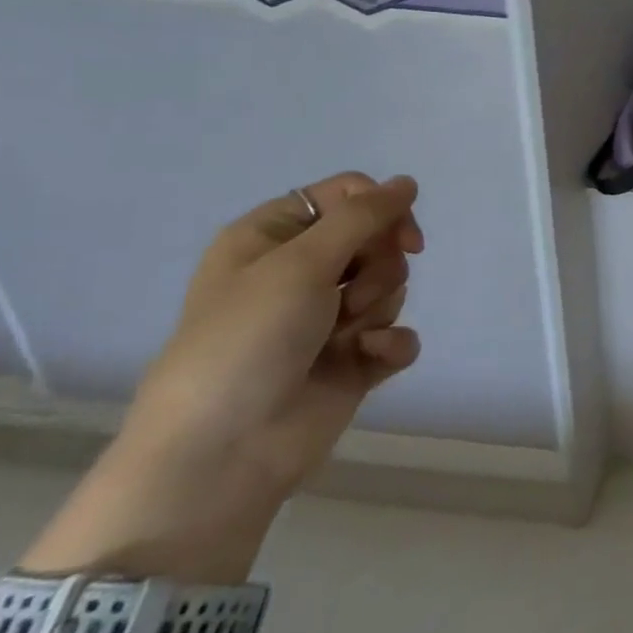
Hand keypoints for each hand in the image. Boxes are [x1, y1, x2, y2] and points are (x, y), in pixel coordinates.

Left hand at [127, 172, 424, 495]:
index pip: (348, 196)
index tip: (401, 237)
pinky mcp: (352, 359)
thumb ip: (362, 216)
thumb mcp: (301, 263)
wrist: (224, 450)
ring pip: (392, 286)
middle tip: (351, 295)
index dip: (382, 210)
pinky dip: (390, 344)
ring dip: (378, 308)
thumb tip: (408, 181)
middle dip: (379, 267)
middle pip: (377, 240)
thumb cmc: (249, 340)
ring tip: (345, 337)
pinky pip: (396, 333)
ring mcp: (327, 318)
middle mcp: (299, 272)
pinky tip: (368, 359)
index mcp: (272, 238)